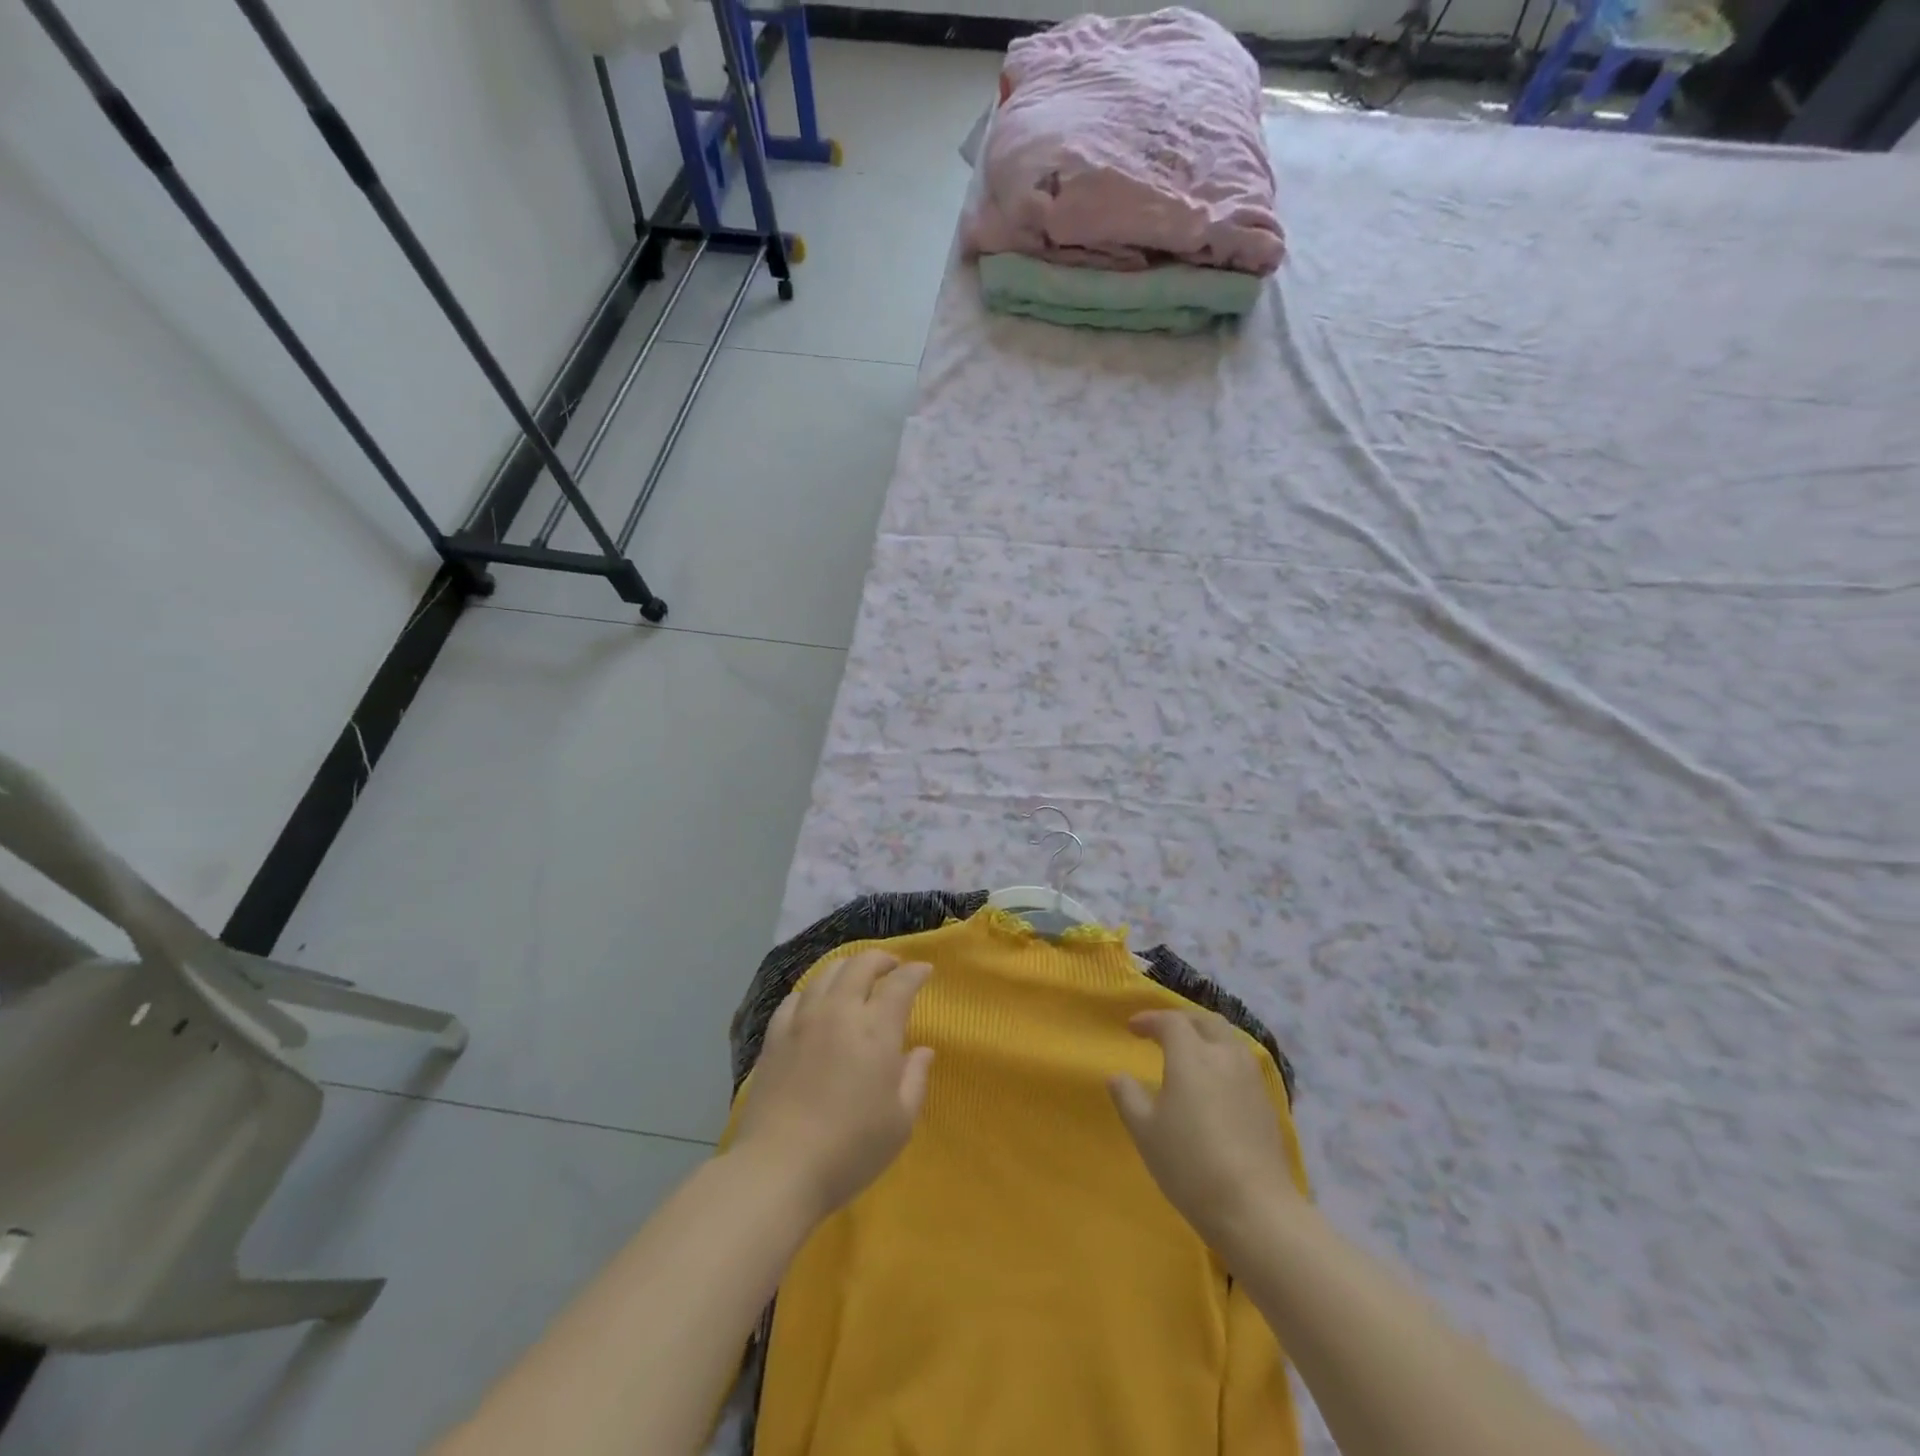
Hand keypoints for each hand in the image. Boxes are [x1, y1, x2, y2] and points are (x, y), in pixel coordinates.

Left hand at [734, 950, 934, 1220]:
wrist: (778, 1169)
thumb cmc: (850, 1149)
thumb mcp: (900, 1122)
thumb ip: (915, 1079)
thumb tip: (923, 1050)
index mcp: (875, 1030)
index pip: (900, 984)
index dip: (915, 972)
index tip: (924, 971)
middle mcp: (839, 1012)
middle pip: (860, 965)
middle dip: (881, 959)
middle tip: (892, 967)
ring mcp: (802, 1021)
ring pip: (826, 973)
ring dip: (847, 968)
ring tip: (855, 977)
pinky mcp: (774, 1037)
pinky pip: (795, 998)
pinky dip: (812, 990)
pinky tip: (815, 1002)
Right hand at [1109, 1009, 1298, 1249]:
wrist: (1255, 1209)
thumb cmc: (1190, 1164)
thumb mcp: (1145, 1131)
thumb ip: (1128, 1097)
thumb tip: (1117, 1076)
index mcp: (1192, 1055)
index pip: (1170, 1021)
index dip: (1149, 1019)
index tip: (1132, 1028)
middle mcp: (1225, 1055)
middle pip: (1205, 1021)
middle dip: (1182, 1020)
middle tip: (1162, 1031)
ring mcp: (1251, 1078)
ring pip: (1229, 1039)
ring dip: (1206, 1036)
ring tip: (1190, 1053)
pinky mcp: (1267, 1102)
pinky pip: (1242, 1063)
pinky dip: (1223, 1058)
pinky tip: (1214, 1082)